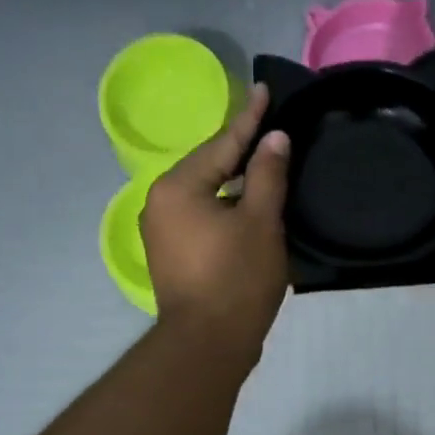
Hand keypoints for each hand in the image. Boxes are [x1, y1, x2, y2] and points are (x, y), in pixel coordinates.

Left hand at [141, 84, 290, 364]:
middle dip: (240, 149)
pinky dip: (225, 207)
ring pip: (205, 193)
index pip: (222, 143)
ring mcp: (161, 231)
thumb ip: (266, 174)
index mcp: (178, 187)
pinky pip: (201, 216)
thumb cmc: (236, 279)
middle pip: (209, 166)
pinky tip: (248, 206)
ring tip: (264, 164)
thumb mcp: (260, 221)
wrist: (208, 344)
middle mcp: (160, 202)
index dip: (249, 118)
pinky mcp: (171, 254)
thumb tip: (273, 138)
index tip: (263, 90)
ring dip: (234, 181)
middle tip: (269, 128)